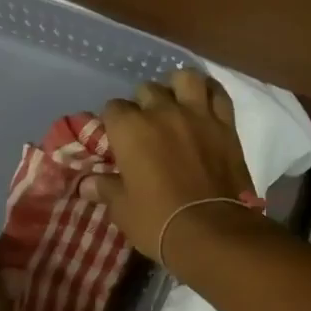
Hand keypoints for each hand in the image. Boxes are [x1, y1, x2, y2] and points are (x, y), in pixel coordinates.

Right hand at [90, 68, 256, 265]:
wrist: (213, 231)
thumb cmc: (158, 220)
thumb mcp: (122, 209)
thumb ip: (105, 188)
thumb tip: (85, 183)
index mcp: (130, 129)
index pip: (113, 108)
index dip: (113, 122)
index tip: (117, 139)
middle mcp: (162, 111)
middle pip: (147, 90)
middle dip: (143, 104)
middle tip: (146, 126)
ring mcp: (197, 114)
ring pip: (185, 78)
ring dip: (178, 87)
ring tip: (176, 103)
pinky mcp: (225, 124)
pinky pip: (218, 94)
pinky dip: (210, 93)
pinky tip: (204, 103)